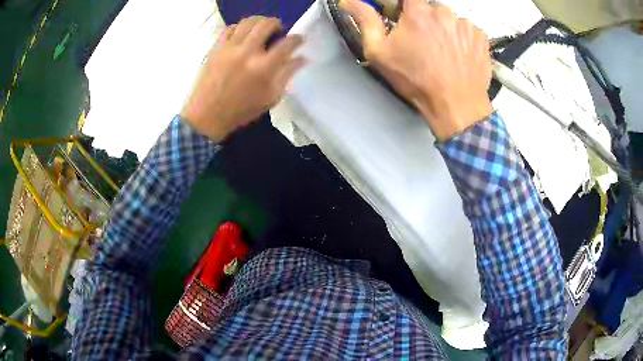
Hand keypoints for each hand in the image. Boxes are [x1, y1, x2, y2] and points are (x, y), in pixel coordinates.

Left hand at [181, 16, 305, 141]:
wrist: (206, 116)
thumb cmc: (240, 111)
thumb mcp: (270, 98)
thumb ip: (287, 75)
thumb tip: (302, 59)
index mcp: (264, 68)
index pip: (288, 43)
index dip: (297, 38)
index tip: (298, 40)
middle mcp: (248, 52)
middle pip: (267, 24)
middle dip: (278, 24)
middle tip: (278, 31)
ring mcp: (229, 48)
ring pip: (248, 22)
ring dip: (259, 22)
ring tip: (260, 30)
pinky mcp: (216, 48)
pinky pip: (229, 28)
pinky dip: (239, 27)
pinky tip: (241, 35)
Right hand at [340, 0, 492, 139]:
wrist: (457, 106)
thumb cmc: (418, 80)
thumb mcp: (380, 52)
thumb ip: (365, 20)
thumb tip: (349, 1)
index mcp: (418, 11)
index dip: (400, 8)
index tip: (398, 18)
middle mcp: (444, 12)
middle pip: (428, 8)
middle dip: (422, 19)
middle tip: (421, 42)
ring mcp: (465, 24)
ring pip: (448, 18)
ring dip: (442, 29)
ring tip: (440, 52)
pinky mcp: (480, 37)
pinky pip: (466, 29)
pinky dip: (460, 37)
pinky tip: (456, 55)